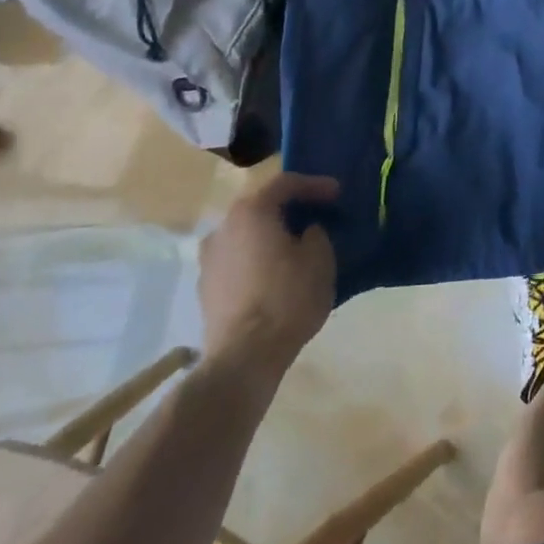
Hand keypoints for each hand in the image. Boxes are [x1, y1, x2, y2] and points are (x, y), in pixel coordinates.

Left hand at [197, 171, 339, 375]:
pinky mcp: (206, 290)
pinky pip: (238, 261)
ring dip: (271, 236)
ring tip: (295, 249)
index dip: (314, 185)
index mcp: (250, 211)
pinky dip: (258, 260)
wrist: (243, 360)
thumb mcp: (320, 258)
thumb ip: (316, 234)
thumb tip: (306, 233)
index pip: (285, 183)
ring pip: (247, 236)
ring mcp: (209, 260)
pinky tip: (276, 275)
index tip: (337, 194)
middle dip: (290, 210)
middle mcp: (223, 228)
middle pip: (261, 207)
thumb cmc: (286, 298)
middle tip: (316, 216)